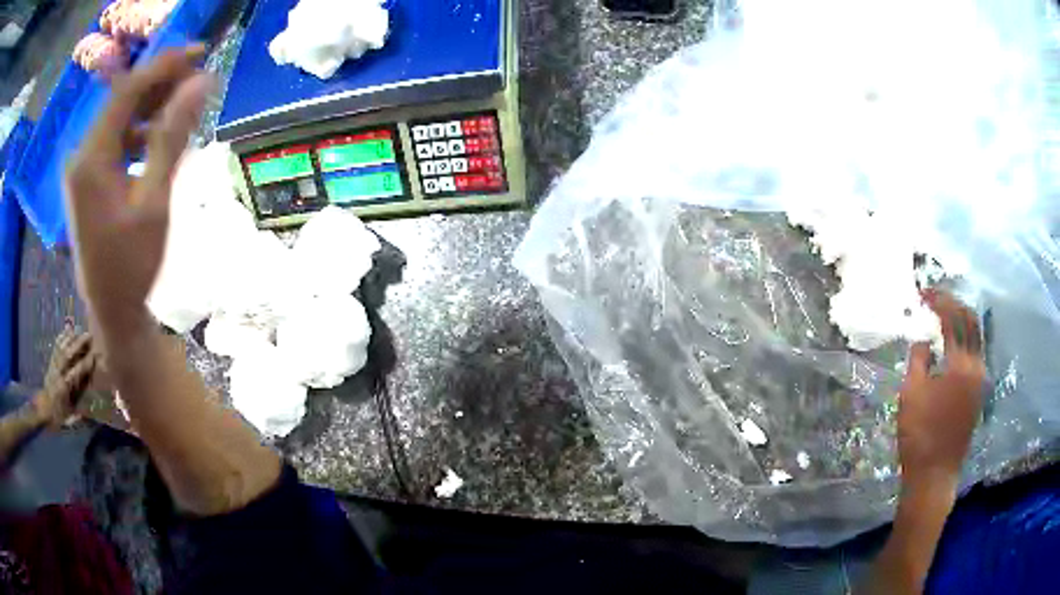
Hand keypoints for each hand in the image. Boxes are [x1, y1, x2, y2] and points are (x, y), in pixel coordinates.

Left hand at [34, 324, 96, 428]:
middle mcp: (58, 374)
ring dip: (70, 338)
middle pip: (68, 354)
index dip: (85, 364)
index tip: (95, 355)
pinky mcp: (50, 363)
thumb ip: (78, 409)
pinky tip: (66, 332)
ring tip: (79, 331)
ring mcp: (53, 367)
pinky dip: (61, 338)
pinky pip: (56, 348)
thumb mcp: (69, 418)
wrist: (43, 410)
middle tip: (89, 335)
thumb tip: (89, 402)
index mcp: (64, 388)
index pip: (76, 372)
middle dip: (78, 344)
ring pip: (61, 348)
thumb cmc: (57, 417)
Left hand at [64, 47, 212, 338]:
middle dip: (159, 84)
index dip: (163, 66)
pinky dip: (139, 134)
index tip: (199, 52)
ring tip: (184, 105)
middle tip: (197, 75)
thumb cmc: (132, 265)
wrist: (112, 314)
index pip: (127, 92)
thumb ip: (173, 137)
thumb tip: (202, 83)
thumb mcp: (154, 201)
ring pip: (119, 121)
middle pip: (121, 102)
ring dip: (151, 109)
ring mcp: (82, 171)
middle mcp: (81, 157)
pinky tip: (159, 140)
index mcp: (91, 159)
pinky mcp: (87, 183)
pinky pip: (114, 143)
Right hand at [897, 290, 985, 489]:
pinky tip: (951, 344)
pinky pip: (975, 354)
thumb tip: (924, 340)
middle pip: (971, 321)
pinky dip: (964, 340)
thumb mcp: (911, 394)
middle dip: (953, 304)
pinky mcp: (978, 392)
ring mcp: (980, 380)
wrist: (934, 475)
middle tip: (935, 299)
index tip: (923, 294)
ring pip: (976, 337)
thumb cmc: (919, 435)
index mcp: (961, 365)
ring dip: (961, 321)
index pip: (954, 319)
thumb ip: (919, 359)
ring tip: (943, 316)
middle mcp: (976, 366)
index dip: (939, 301)